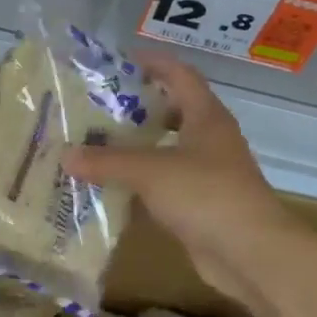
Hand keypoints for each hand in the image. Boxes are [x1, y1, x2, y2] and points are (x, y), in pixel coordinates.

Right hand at [64, 56, 303, 309]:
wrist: (251, 254)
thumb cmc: (206, 195)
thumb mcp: (150, 171)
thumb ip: (107, 161)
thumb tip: (65, 155)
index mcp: (206, 117)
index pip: (180, 75)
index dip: (153, 63)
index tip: (120, 61)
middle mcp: (210, 139)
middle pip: (174, 111)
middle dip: (139, 106)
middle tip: (98, 106)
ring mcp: (207, 173)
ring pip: (168, 149)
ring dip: (138, 145)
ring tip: (97, 143)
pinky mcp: (200, 204)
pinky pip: (165, 183)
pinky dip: (141, 181)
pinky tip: (112, 185)